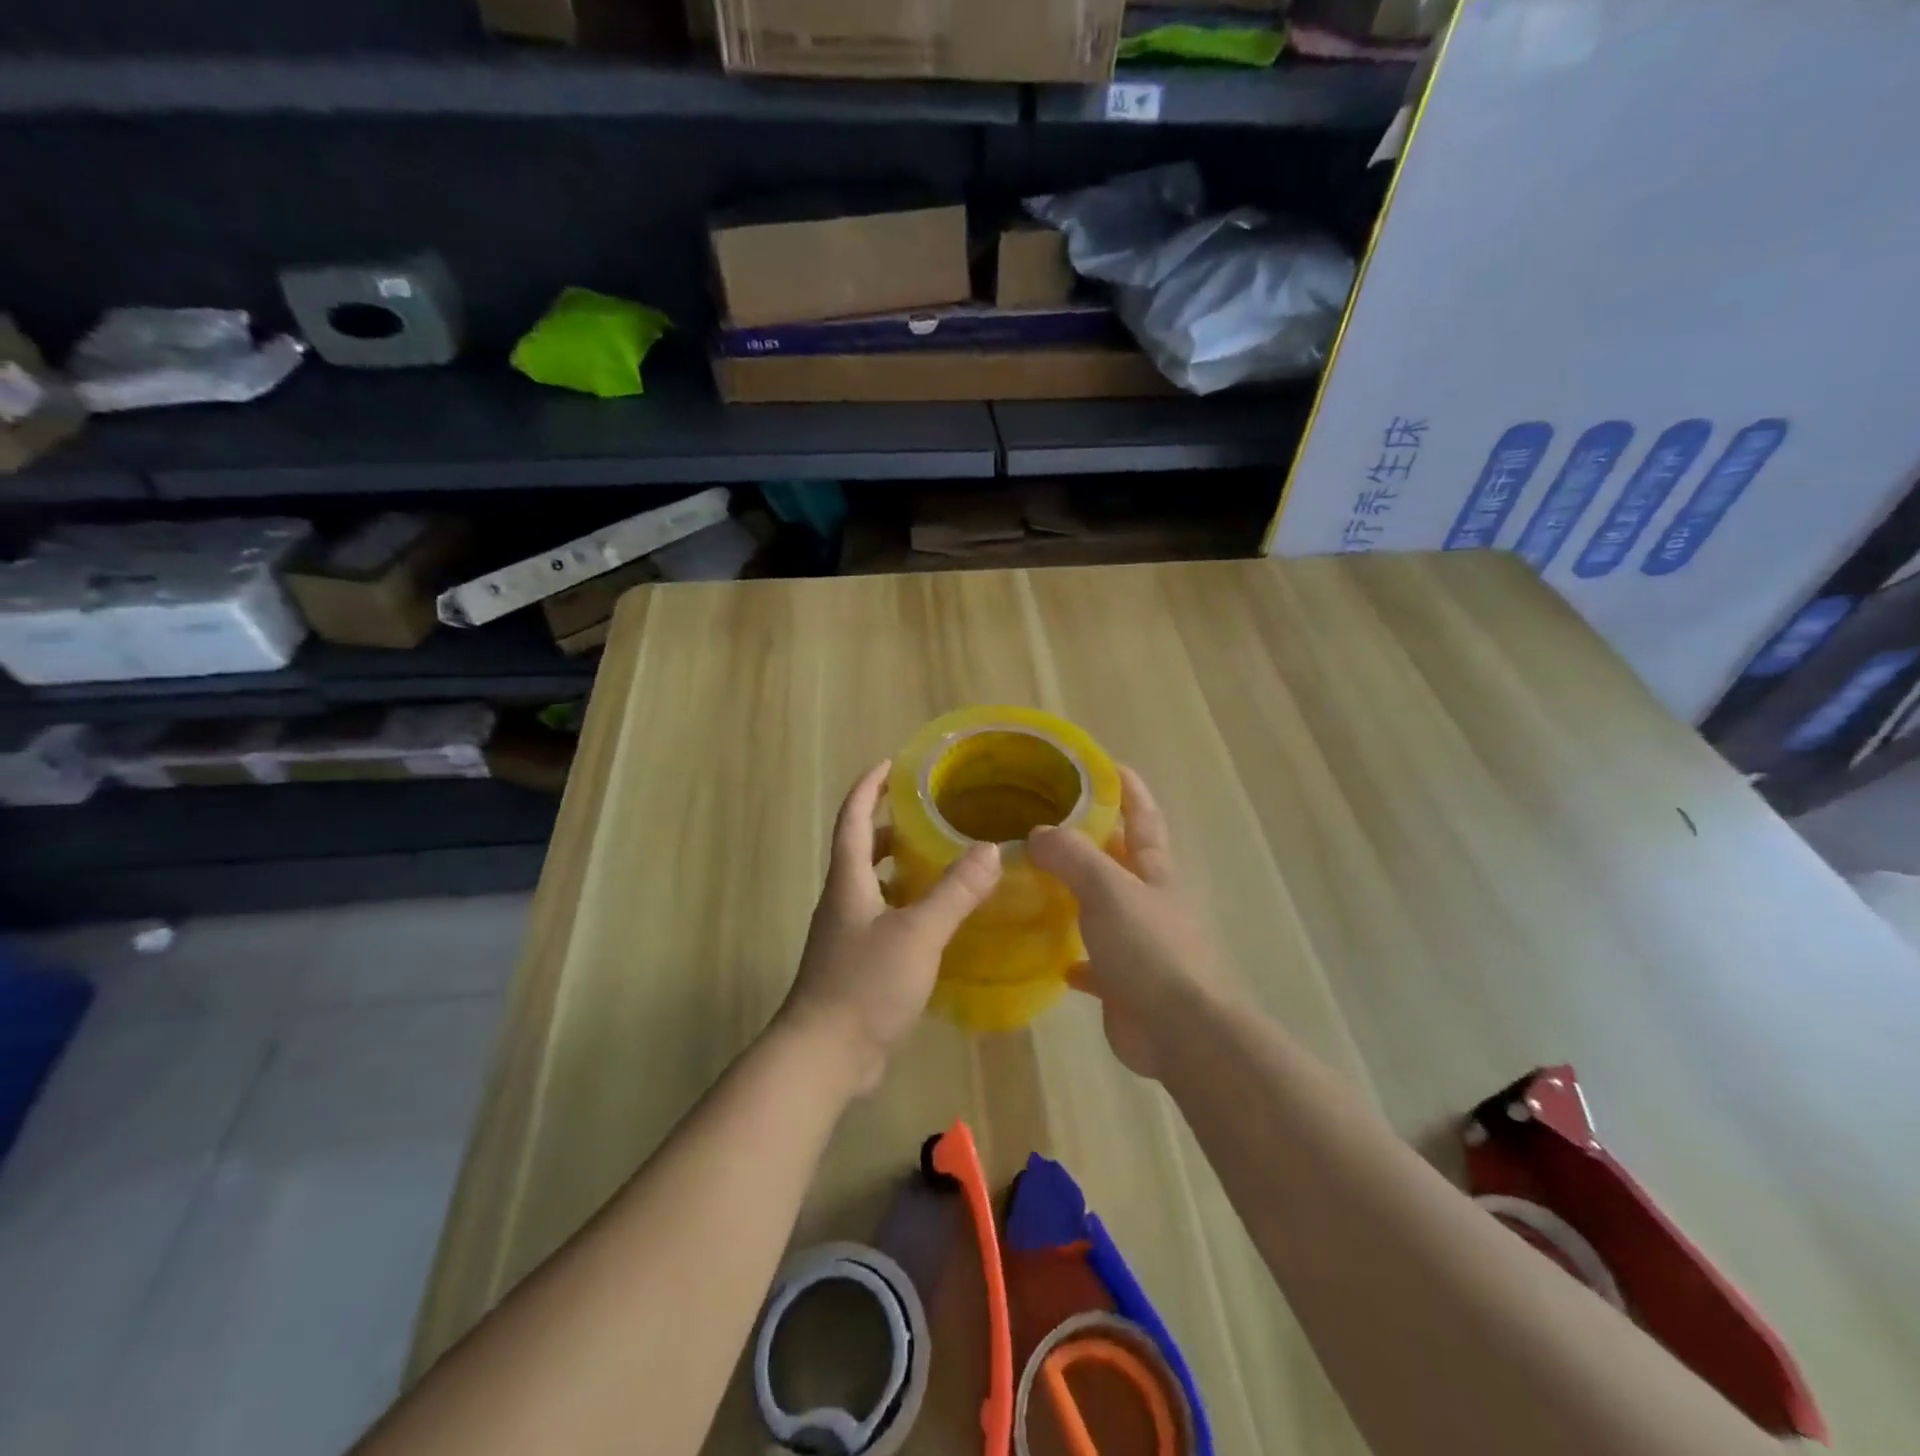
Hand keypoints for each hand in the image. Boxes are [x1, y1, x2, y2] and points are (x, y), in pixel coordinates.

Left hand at [779, 760, 1001, 1095]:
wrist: (824, 1057)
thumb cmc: (864, 985)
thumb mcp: (917, 933)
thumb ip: (954, 892)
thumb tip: (990, 849)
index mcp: (848, 882)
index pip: (854, 819)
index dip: (869, 788)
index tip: (891, 764)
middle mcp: (843, 902)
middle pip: (862, 851)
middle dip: (891, 827)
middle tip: (929, 815)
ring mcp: (847, 936)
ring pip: (874, 887)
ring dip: (901, 869)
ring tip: (943, 863)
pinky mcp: (857, 966)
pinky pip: (884, 920)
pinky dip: (908, 907)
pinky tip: (938, 922)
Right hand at [1028, 766, 1228, 1079]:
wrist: (1181, 1031)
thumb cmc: (1150, 948)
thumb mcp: (1108, 888)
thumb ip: (1072, 855)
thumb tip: (1038, 833)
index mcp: (1154, 872)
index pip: (1142, 818)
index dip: (1127, 789)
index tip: (1104, 764)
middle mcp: (1148, 902)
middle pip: (1118, 862)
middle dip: (1089, 841)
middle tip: (1044, 823)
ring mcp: (1138, 945)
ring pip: (1102, 910)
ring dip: (1076, 897)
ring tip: (1034, 881)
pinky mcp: (1123, 985)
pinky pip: (1092, 963)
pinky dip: (1073, 957)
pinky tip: (1048, 956)